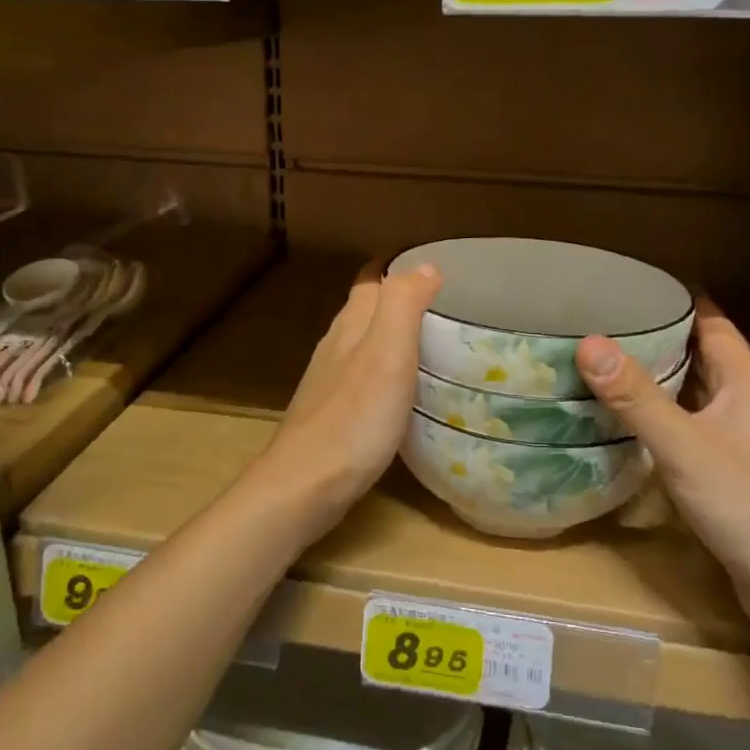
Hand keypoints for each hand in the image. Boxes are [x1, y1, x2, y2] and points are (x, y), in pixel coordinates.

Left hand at [254, 263, 442, 528]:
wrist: (305, 484)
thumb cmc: (354, 418)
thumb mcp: (387, 354)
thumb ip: (403, 305)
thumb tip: (425, 266)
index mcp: (350, 326)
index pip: (371, 281)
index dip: (399, 269)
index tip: (434, 269)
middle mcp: (335, 347)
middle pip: (366, 311)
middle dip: (399, 301)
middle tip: (444, 308)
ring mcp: (329, 383)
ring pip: (362, 345)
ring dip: (391, 338)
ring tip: (429, 345)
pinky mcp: (332, 415)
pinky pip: (362, 379)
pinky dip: (385, 373)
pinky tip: (401, 393)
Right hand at [575, 302, 749, 649]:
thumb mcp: (685, 447)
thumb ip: (636, 396)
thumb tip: (588, 341)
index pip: (713, 324)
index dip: (678, 302)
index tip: (630, 286)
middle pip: (704, 358)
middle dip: (659, 339)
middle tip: (602, 327)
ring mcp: (749, 443)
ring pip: (699, 397)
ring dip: (660, 383)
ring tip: (605, 370)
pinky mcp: (740, 476)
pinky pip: (696, 431)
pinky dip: (666, 421)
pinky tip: (631, 429)